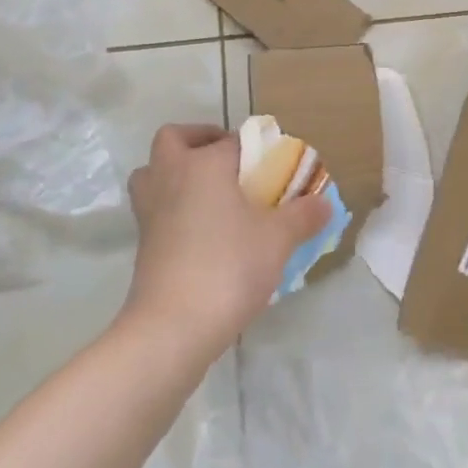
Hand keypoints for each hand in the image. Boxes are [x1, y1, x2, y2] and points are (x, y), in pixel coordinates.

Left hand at [122, 124, 330, 359]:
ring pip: (153, 173)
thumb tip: (325, 203)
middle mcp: (171, 176)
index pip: (232, 141)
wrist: (172, 328)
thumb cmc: (228, 267)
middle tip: (226, 163)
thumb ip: (302, 216)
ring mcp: (150, 211)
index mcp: (204, 164)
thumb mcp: (277, 240)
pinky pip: (155, 209)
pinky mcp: (142, 244)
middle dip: (197, 142)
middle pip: (174, 139)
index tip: (272, 166)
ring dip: (174, 174)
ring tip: (208, 194)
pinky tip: (201, 233)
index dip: (254, 149)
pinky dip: (172, 210)